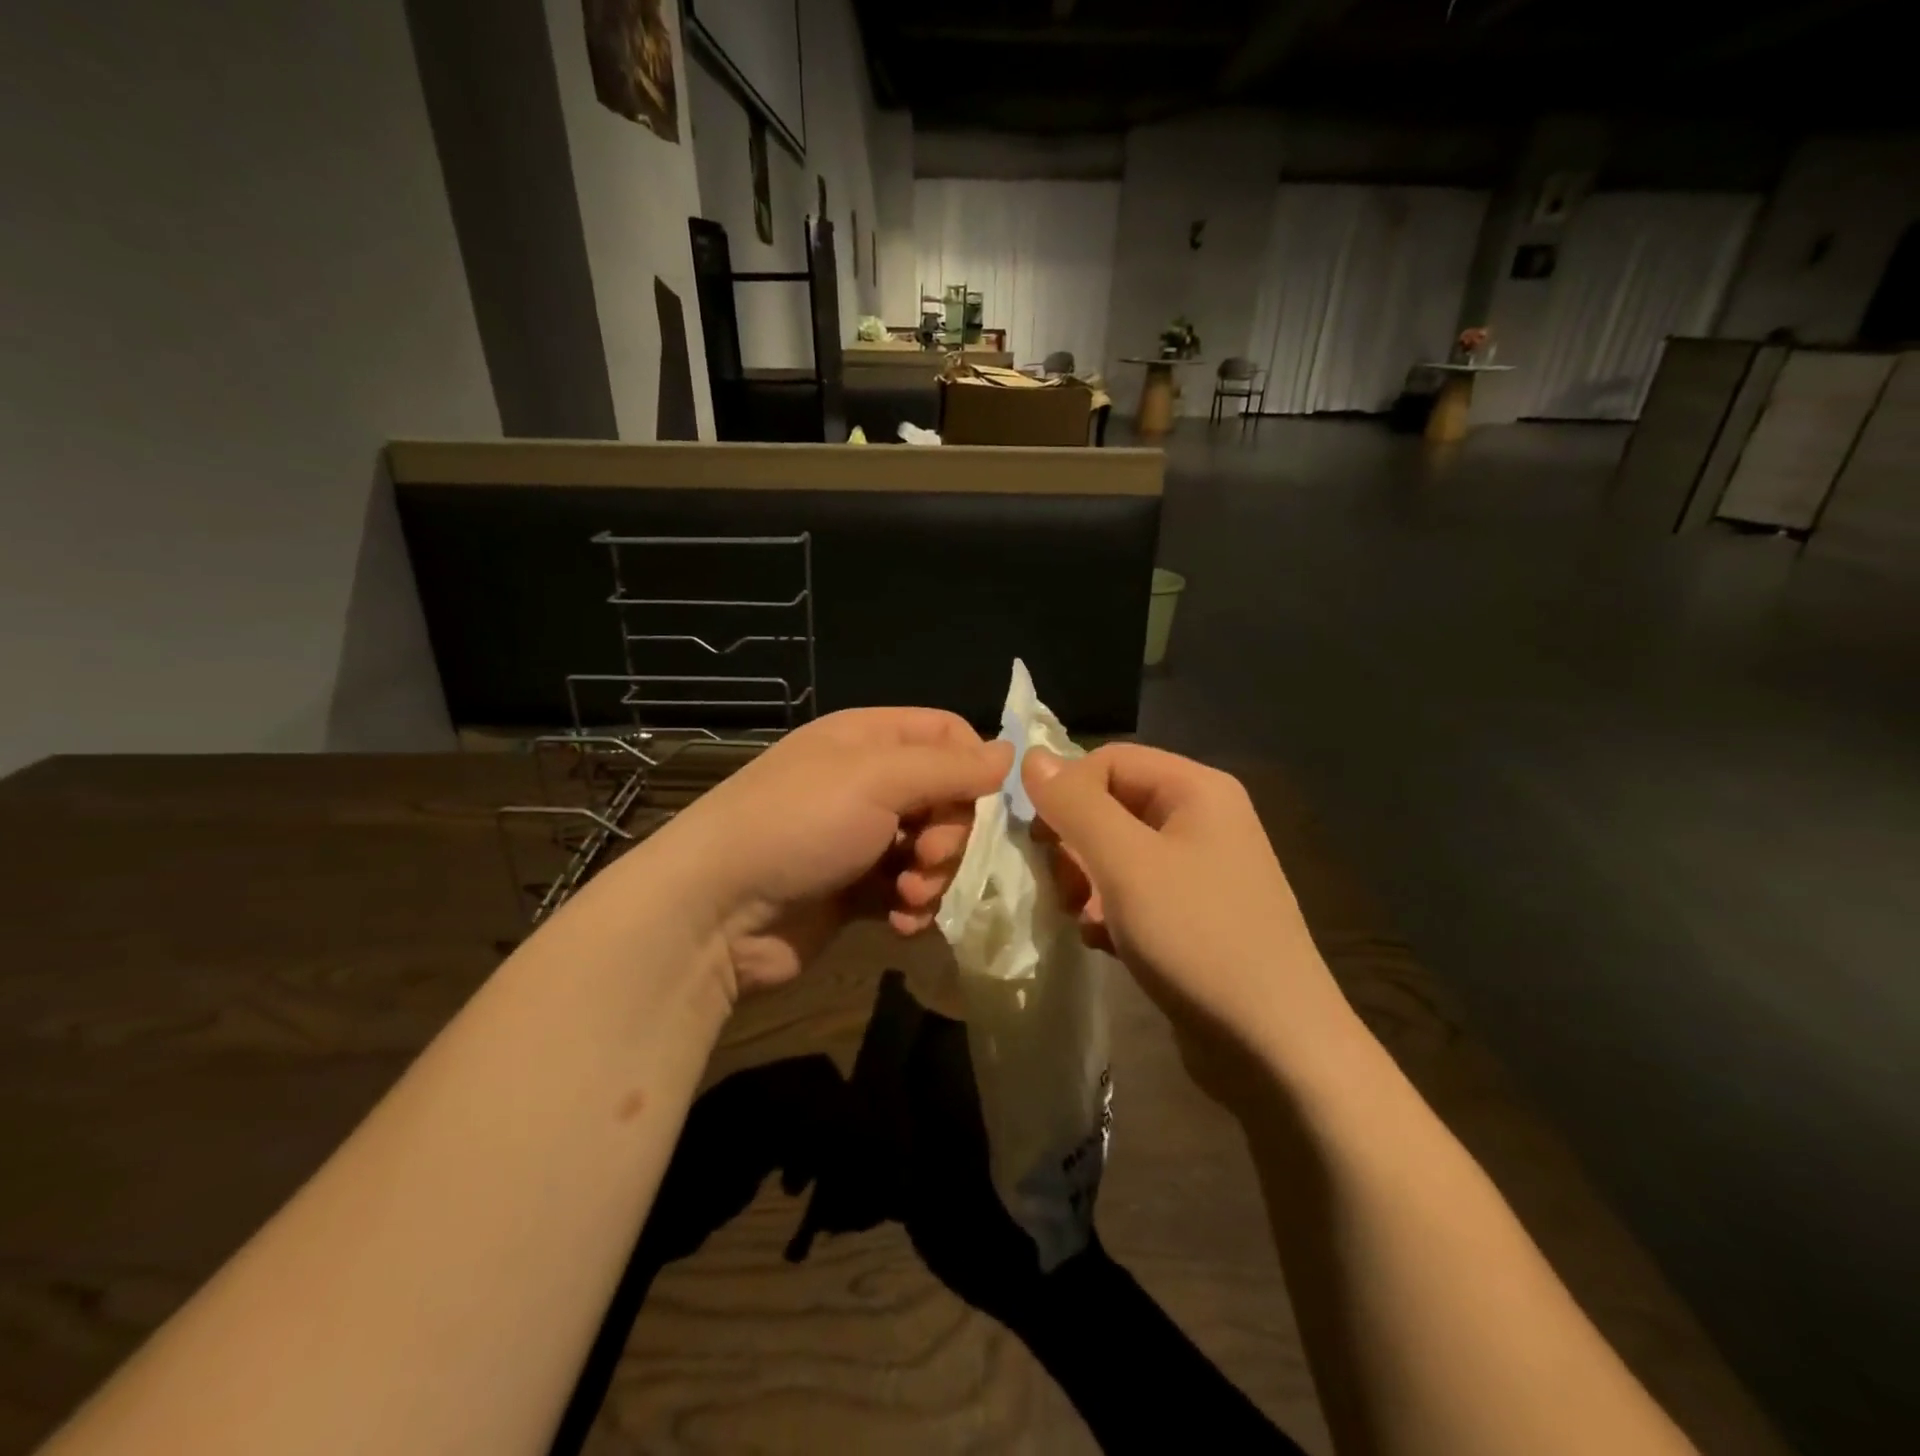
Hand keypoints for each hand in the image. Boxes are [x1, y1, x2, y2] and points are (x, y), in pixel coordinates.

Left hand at [660, 709, 1010, 999]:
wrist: (715, 912)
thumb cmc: (797, 825)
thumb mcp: (876, 779)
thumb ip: (949, 767)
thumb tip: (1010, 753)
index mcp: (869, 739)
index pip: (948, 734)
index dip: (974, 766)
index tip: (983, 803)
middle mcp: (868, 783)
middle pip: (948, 797)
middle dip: (952, 832)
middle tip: (929, 855)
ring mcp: (861, 839)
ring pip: (933, 849)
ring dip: (935, 874)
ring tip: (910, 894)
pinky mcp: (856, 891)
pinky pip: (909, 891)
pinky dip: (913, 907)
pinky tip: (900, 922)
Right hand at [1022, 745, 1351, 1100]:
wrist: (1275, 1048)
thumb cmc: (1198, 938)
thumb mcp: (1126, 864)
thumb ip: (1075, 805)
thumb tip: (1031, 757)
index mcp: (1197, 789)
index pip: (1109, 760)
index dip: (1065, 791)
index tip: (1038, 840)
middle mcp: (1203, 819)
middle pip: (1112, 804)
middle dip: (1074, 842)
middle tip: (1059, 885)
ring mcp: (1201, 870)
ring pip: (1117, 852)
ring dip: (1085, 880)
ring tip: (1077, 916)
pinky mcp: (1194, 915)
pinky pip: (1135, 891)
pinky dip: (1109, 910)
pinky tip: (1101, 940)